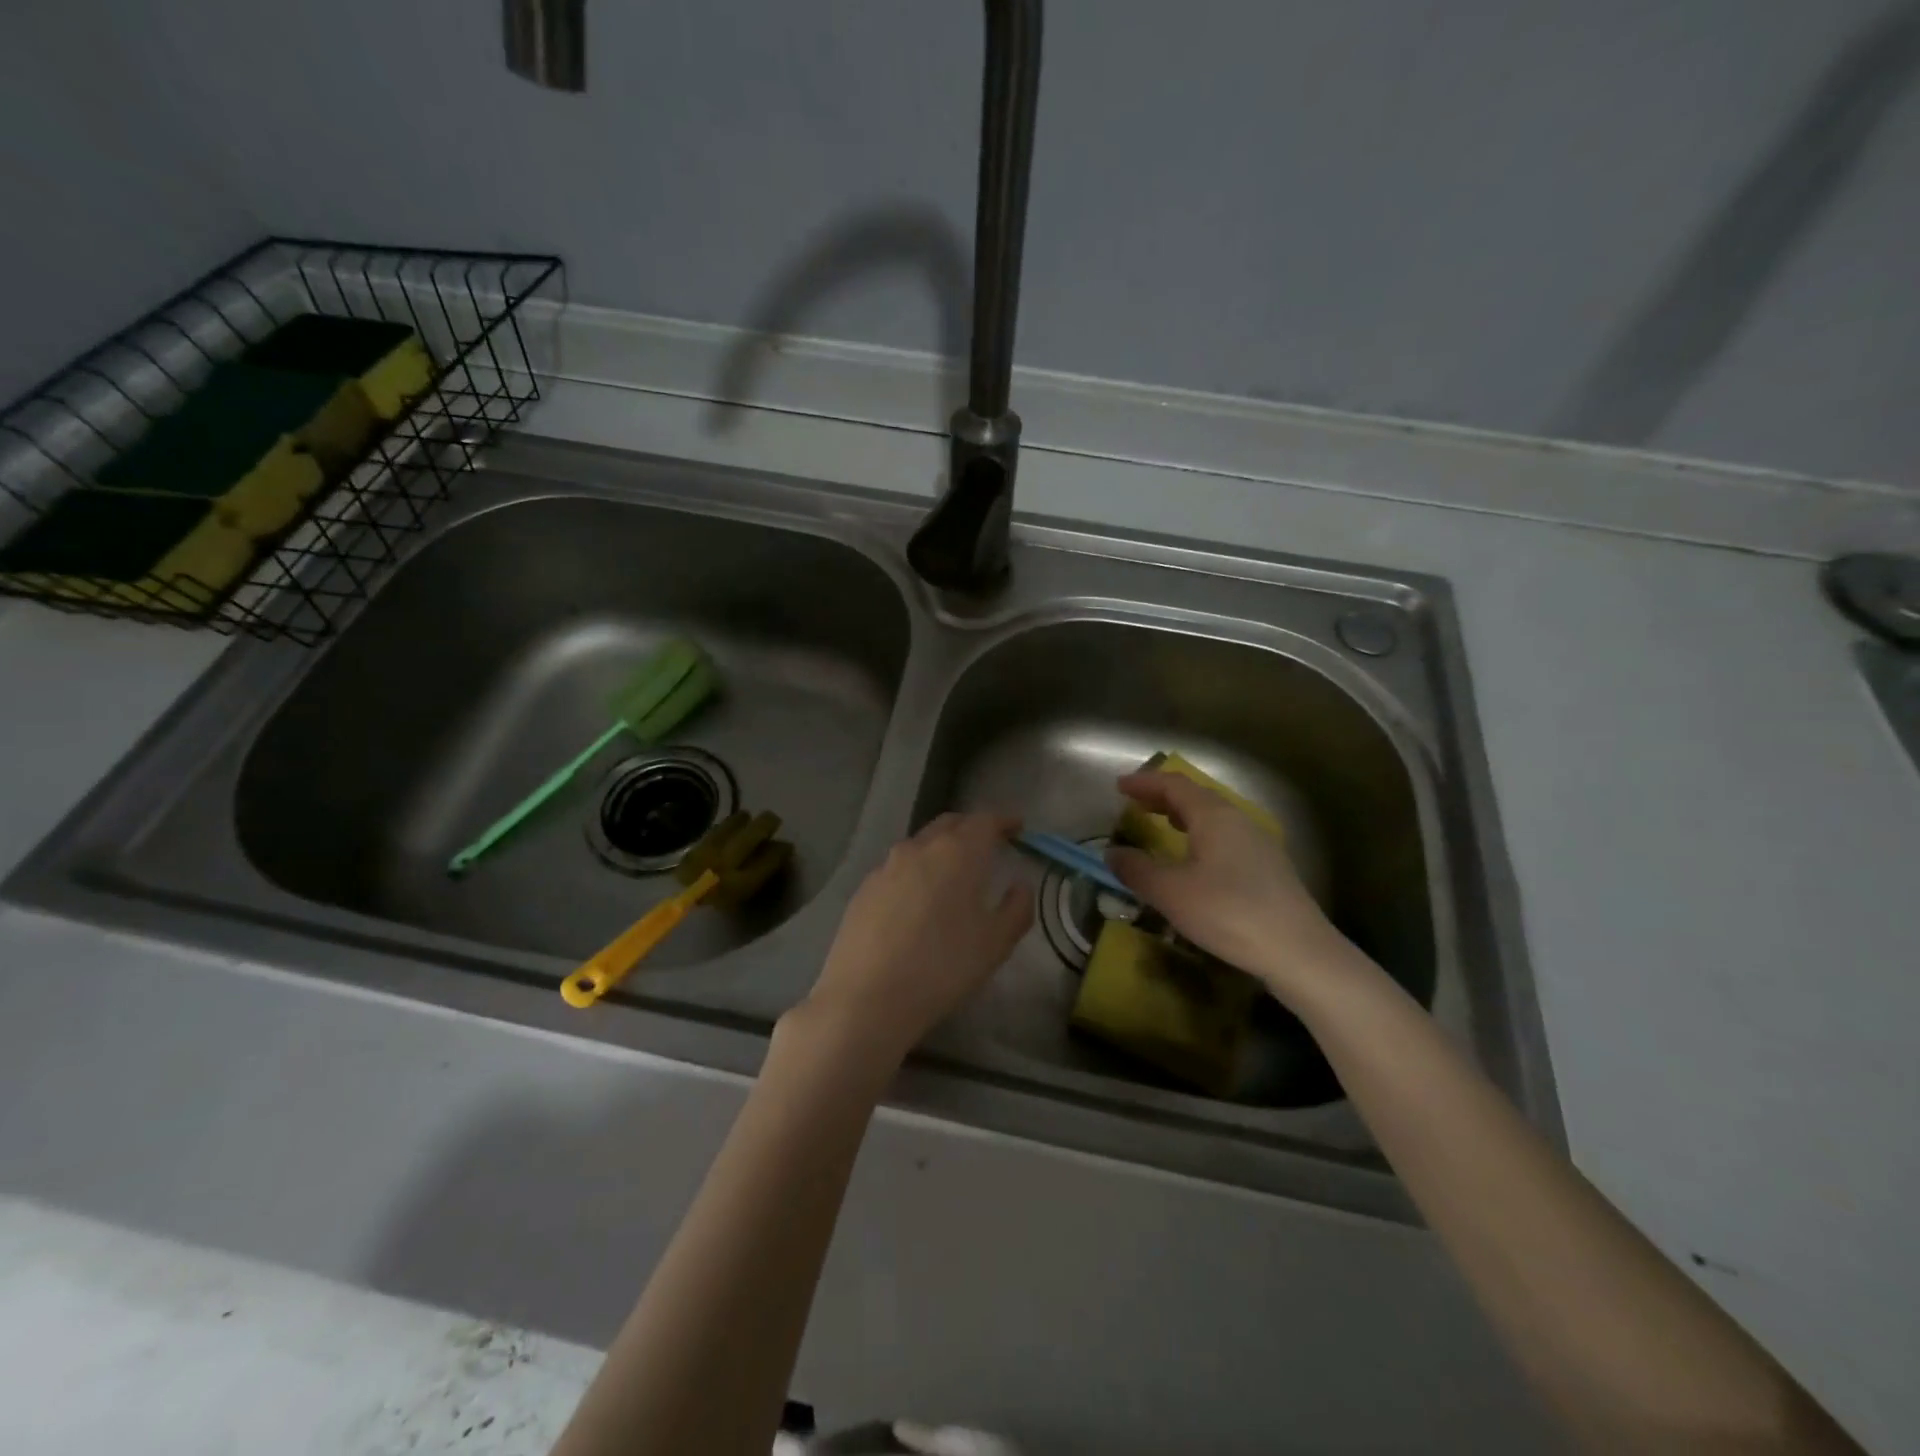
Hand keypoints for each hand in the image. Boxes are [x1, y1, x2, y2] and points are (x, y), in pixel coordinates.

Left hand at [799, 812, 1033, 1066]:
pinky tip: (918, 899)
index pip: (984, 821)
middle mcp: (920, 848)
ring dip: (941, 848)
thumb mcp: (995, 944)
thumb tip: (1020, 886)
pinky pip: (898, 868)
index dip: (1003, 821)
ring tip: (954, 872)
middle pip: (950, 824)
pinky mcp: (864, 888)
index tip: (1017, 827)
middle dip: (971, 828)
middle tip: (988, 844)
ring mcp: (886, 866)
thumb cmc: (942, 968)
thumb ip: (1016, 908)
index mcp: (957, 853)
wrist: (866, 998)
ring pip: (921, 844)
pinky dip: (916, 871)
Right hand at [1105, 771, 1364, 1006]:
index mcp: (1214, 816)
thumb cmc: (1228, 912)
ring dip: (1182, 816)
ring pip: (1213, 817)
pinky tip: (1193, 860)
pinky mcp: (1268, 867)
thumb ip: (1137, 869)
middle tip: (1135, 804)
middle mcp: (1238, 820)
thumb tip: (1112, 853)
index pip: (1174, 785)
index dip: (1144, 782)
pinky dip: (1199, 836)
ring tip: (1160, 826)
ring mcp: (1258, 843)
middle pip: (1195, 796)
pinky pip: (1224, 837)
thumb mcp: (1171, 893)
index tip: (1119, 787)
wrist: (1299, 951)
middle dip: (1162, 797)